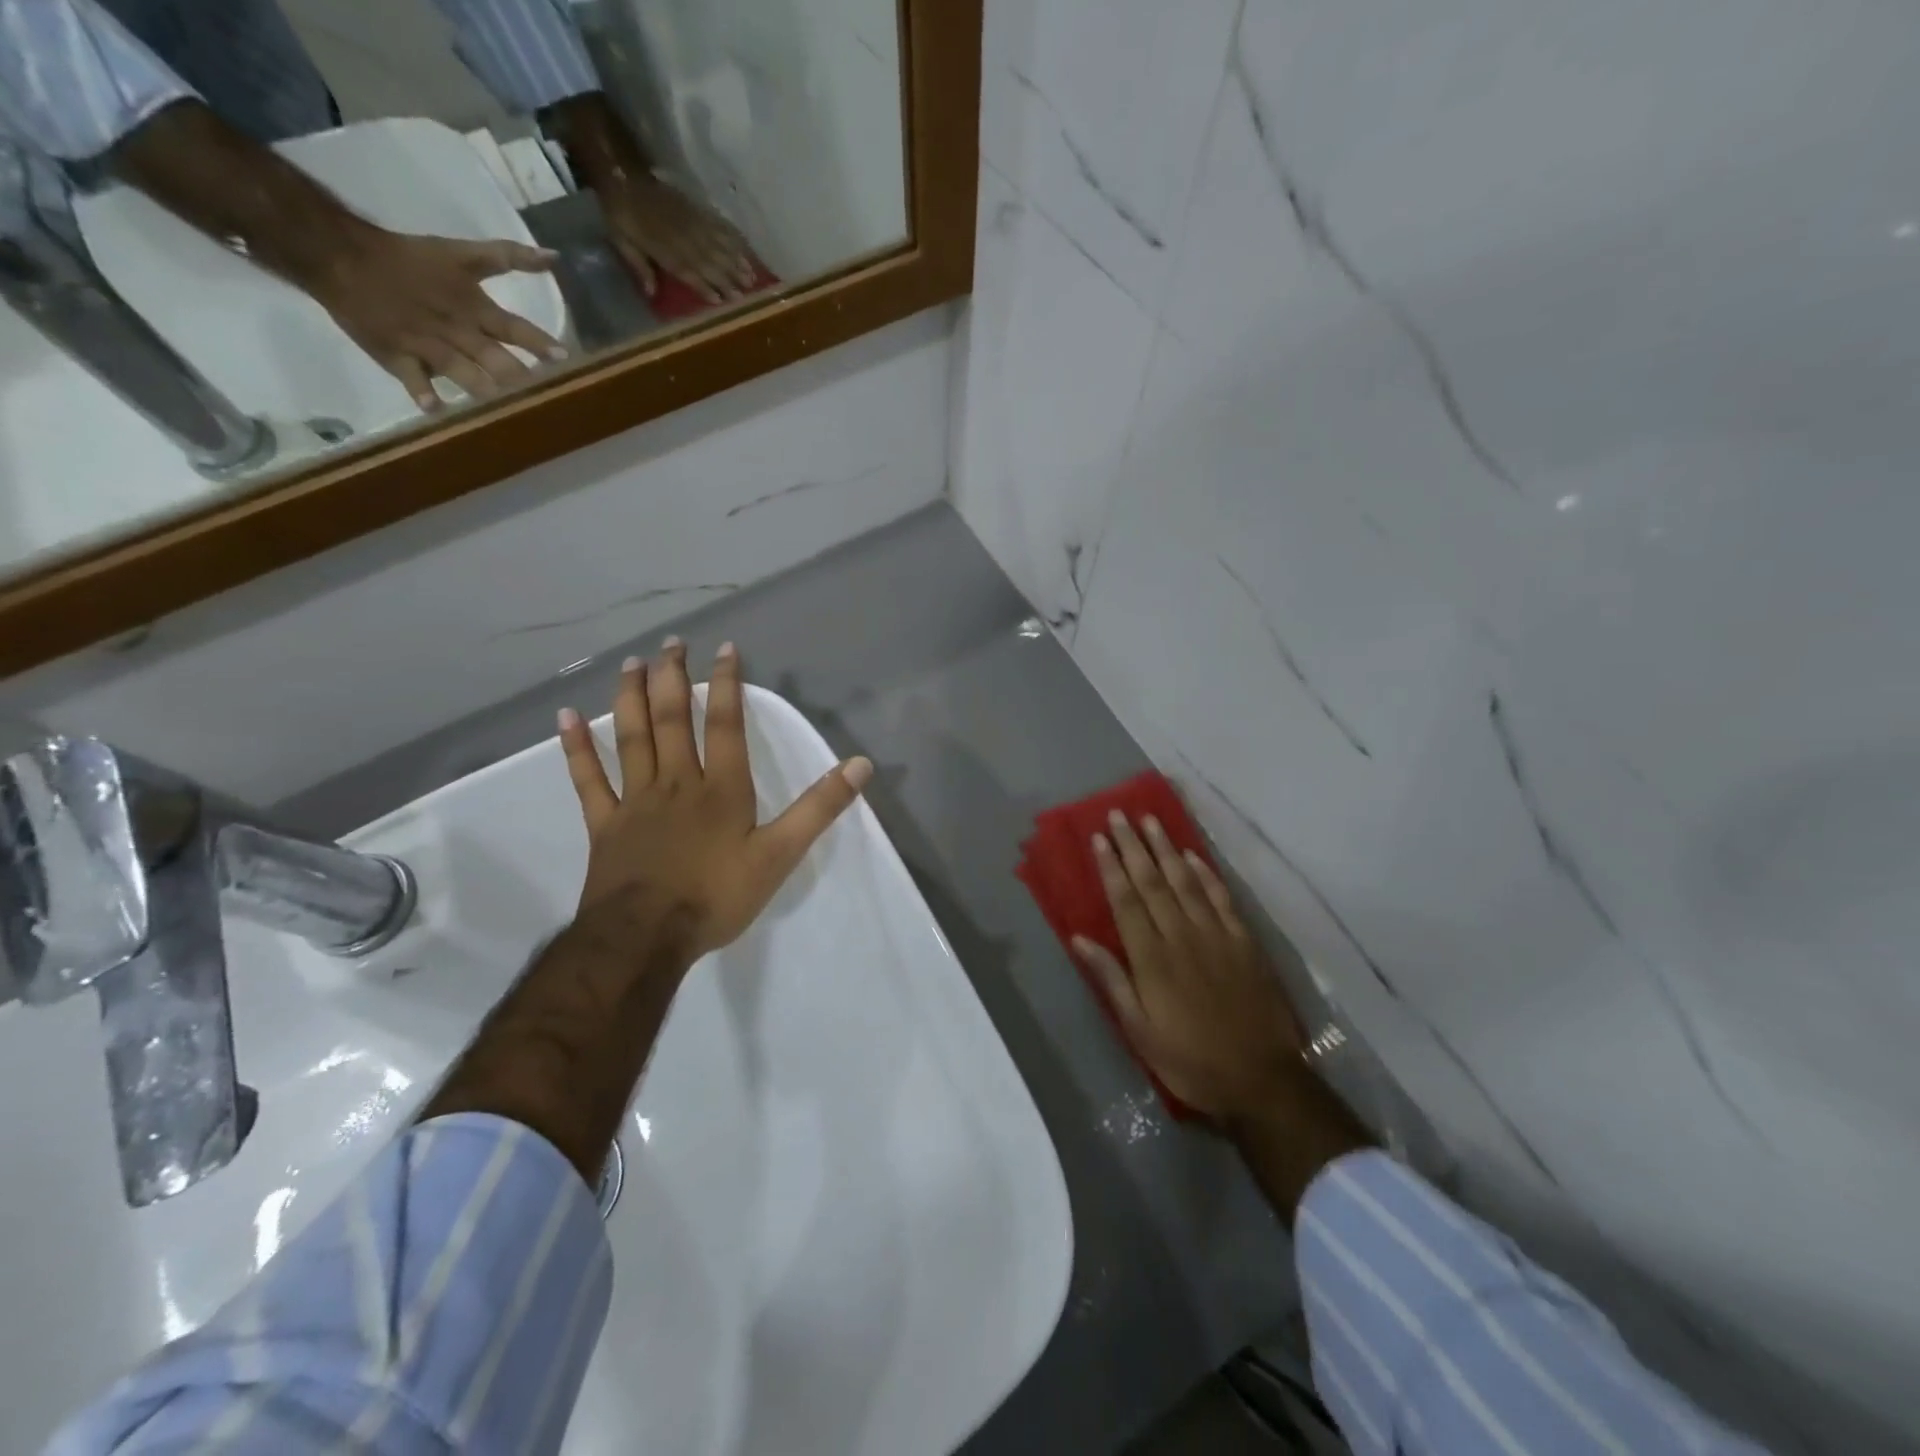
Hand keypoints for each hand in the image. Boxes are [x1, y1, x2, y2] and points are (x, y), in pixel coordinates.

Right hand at [299, 227, 566, 410]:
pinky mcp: (397, 355)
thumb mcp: (461, 253)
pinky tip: (435, 408)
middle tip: (538, 392)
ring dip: (479, 386)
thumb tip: (554, 256)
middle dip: (515, 375)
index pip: (513, 327)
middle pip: (491, 355)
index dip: (538, 342)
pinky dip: (421, 390)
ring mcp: (426, 343)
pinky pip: (411, 376)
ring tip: (499, 404)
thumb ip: (509, 257)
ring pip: (459, 369)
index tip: (562, 357)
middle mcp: (455, 329)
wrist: (340, 254)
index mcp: (472, 307)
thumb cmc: (410, 258)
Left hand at [556, 639, 873, 958]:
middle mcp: (677, 782)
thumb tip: (860, 765)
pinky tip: (565, 718)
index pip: (726, 724)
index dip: (727, 684)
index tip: (724, 648)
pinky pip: (588, 779)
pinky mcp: (605, 823)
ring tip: (632, 663)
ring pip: (633, 738)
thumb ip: (819, 808)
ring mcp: (636, 800)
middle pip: (674, 719)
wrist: (646, 938)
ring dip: (632, 697)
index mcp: (721, 788)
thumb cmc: (717, 896)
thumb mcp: (780, 854)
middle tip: (670, 642)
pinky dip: (577, 748)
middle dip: (674, 678)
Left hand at [601, 172, 760, 303]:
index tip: (724, 301)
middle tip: (747, 294)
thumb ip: (639, 267)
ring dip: (737, 262)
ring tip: (752, 277)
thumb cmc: (620, 215)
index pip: (692, 274)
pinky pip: (719, 225)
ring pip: (720, 247)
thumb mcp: (622, 242)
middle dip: (730, 279)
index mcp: (665, 252)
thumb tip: (651, 293)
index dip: (708, 288)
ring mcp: (692, 224)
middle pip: (711, 263)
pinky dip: (733, 238)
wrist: (622, 174)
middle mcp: (684, 240)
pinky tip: (744, 248)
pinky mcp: (696, 210)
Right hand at [1074, 811, 1307, 1125]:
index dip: (1111, 866)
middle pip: (1152, 881)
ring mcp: (1216, 936)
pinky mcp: (1244, 942)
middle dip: (1132, 846)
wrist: (1261, 1080)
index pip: (1126, 900)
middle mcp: (1181, 936)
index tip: (1099, 838)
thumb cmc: (1190, 1059)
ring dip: (1166, 848)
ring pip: (1185, 881)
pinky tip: (1193, 855)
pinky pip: (1221, 899)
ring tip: (1150, 820)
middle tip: (1118, 814)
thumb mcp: (1139, 1031)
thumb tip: (1079, 938)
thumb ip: (1111, 980)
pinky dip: (1205, 874)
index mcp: (1152, 958)